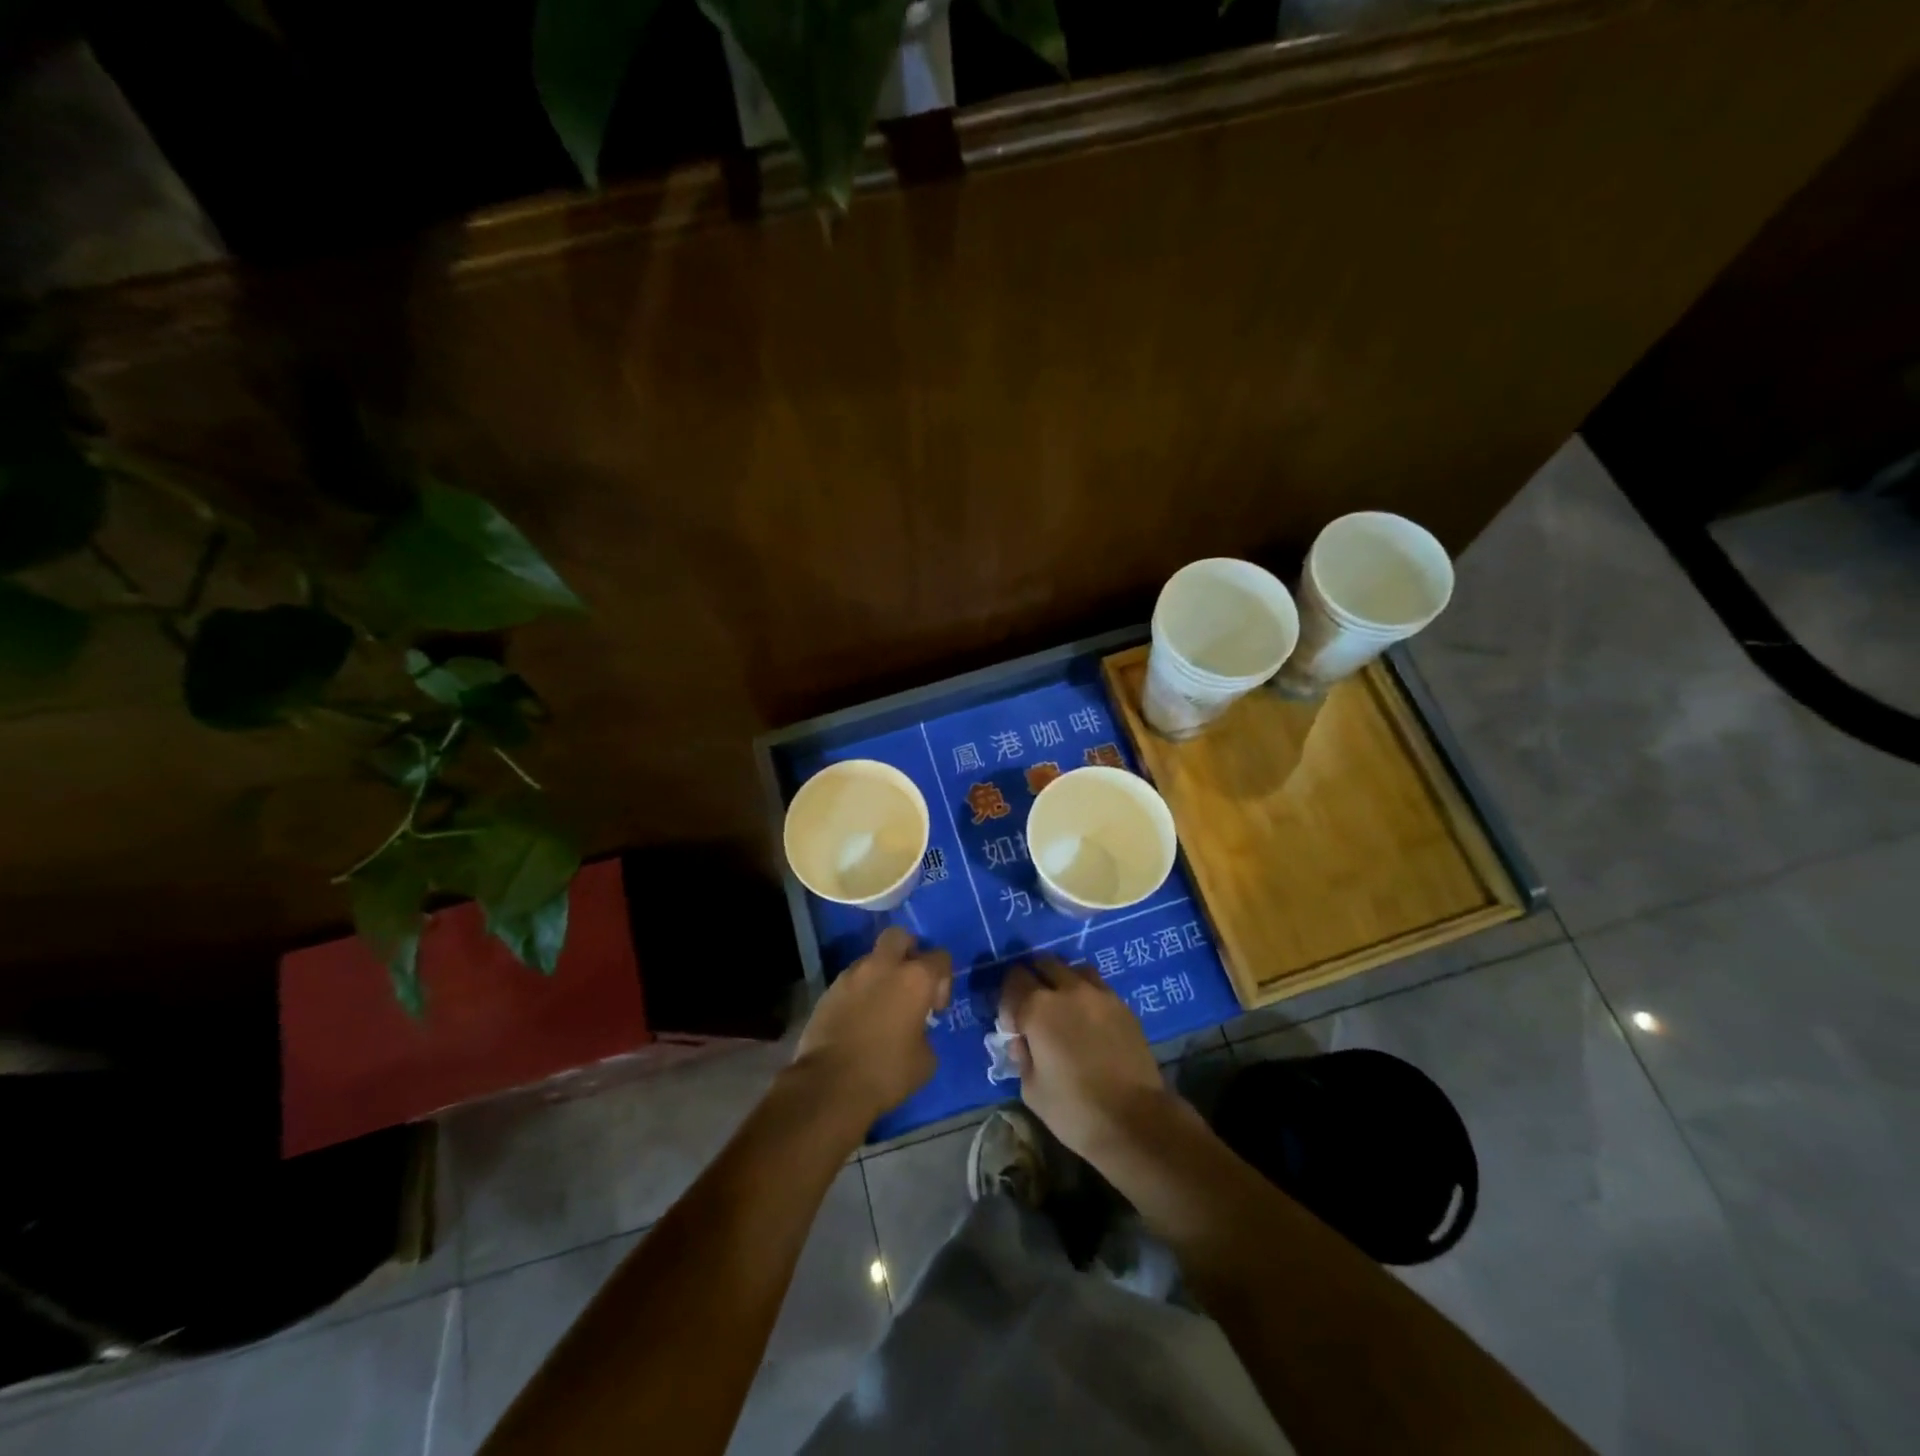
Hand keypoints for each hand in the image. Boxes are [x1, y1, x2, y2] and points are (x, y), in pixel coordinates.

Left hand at [794, 927, 951, 1126]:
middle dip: (908, 952)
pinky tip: (859, 1019)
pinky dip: (860, 992)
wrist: (829, 1086)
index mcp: (915, 978)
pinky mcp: (829, 990)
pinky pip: (851, 981)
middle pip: (900, 937)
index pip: (941, 957)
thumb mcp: (925, 1060)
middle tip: (909, 983)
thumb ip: (926, 1033)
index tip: (935, 1008)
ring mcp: (852, 975)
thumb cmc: (886, 1072)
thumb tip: (917, 1030)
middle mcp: (883, 966)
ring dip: (881, 974)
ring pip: (872, 959)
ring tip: (881, 1006)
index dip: (943, 980)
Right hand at [1000, 955, 1168, 1161]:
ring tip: (1064, 1007)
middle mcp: (1068, 990)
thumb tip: (1023, 1042)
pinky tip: (1089, 1020)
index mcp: (1038, 1008)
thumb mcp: (1031, 1090)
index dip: (1007, 1001)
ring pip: (1073, 969)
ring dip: (1062, 981)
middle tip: (1034, 1010)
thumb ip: (1022, 1056)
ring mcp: (1100, 994)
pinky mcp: (1124, 1006)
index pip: (1013, 981)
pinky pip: (1098, 986)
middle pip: (1043, 964)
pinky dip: (1087, 994)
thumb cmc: (1075, 1110)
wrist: (1136, 1121)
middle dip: (1033, 981)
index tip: (1013, 1026)